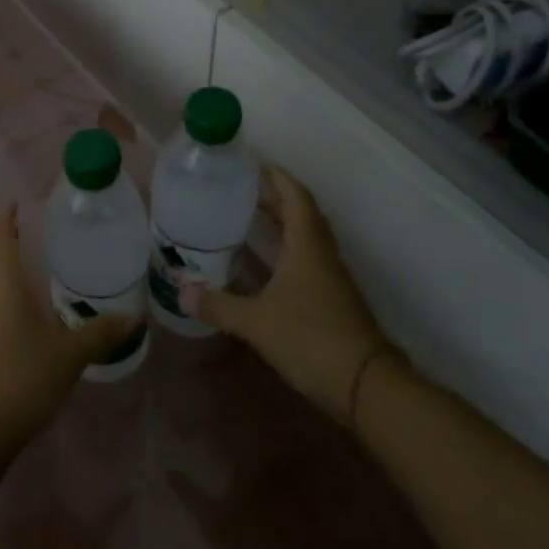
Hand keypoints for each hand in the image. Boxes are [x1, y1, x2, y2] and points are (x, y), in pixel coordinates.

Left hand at [0, 205, 135, 449]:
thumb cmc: (22, 380)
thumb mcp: (69, 356)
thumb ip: (100, 333)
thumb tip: (135, 316)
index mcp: (1, 284)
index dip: (6, 219)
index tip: (14, 204)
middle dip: (0, 245)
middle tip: (23, 240)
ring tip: (12, 275)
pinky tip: (0, 315)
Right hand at [181, 165, 392, 424]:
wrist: (367, 386)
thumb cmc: (312, 339)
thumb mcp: (257, 322)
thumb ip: (218, 305)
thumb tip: (180, 292)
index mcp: (307, 245)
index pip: (295, 196)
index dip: (276, 176)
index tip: (254, 162)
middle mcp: (322, 253)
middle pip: (301, 212)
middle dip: (274, 195)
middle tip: (242, 186)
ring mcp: (331, 276)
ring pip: (305, 235)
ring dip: (282, 220)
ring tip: (249, 214)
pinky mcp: (332, 298)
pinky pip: (307, 257)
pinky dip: (286, 246)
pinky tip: (266, 260)